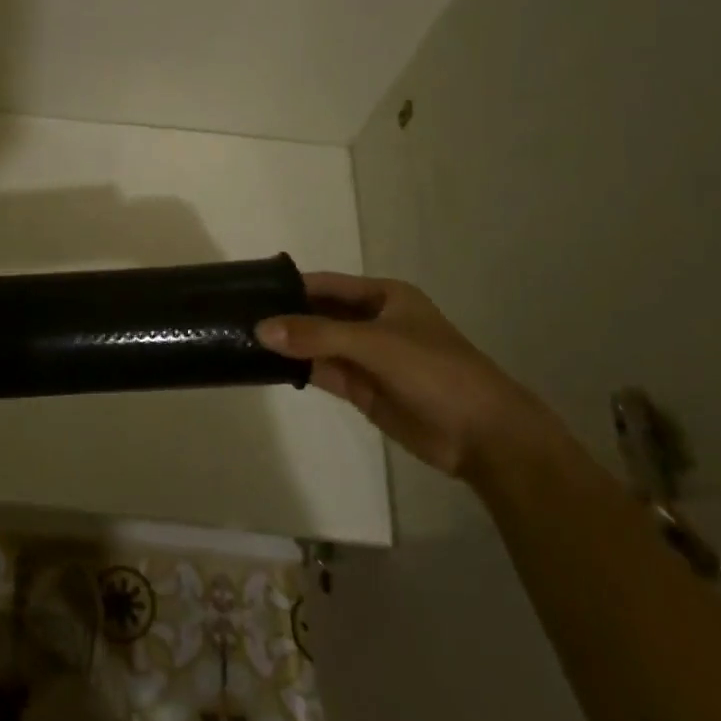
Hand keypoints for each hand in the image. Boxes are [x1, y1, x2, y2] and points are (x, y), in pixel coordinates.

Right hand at [256, 273, 558, 480]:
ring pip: (317, 343)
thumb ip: (316, 335)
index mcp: (383, 296)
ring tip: (242, 338)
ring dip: (287, 343)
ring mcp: (366, 356)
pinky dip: (297, 368)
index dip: (290, 284)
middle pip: (318, 313)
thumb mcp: (375, 344)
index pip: (325, 284)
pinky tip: (266, 365)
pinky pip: (322, 370)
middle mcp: (372, 321)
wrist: (484, 436)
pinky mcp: (361, 388)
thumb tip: (260, 328)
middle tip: (236, 316)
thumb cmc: (436, 372)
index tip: (248, 287)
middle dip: (284, 315)